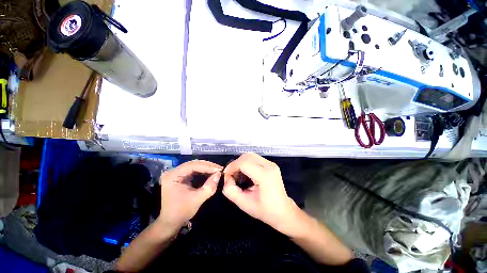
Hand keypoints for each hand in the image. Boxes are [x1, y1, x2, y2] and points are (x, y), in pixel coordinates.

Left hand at [158, 160, 222, 229]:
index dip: (207, 166)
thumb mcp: (197, 199)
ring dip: (206, 168)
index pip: (192, 166)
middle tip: (219, 169)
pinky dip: (203, 171)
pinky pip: (193, 170)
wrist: (171, 222)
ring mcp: (176, 174)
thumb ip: (209, 186)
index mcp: (173, 176)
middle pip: (193, 164)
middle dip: (208, 166)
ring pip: (194, 166)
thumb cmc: (182, 211)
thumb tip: (219, 174)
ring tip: (216, 170)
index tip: (219, 169)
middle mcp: (173, 172)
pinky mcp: (180, 177)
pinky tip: (210, 173)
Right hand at [223, 154, 299, 235]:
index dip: (232, 167)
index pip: (244, 163)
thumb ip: (230, 191)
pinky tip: (246, 173)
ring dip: (241, 163)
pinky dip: (246, 163)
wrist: (283, 211)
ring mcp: (271, 164)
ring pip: (250, 155)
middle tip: (231, 176)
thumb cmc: (265, 210)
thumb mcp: (244, 204)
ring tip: (238, 175)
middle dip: (236, 164)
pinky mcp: (271, 164)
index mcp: (265, 175)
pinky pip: (254, 158)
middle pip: (247, 156)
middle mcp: (269, 166)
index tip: (226, 176)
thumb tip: (227, 178)